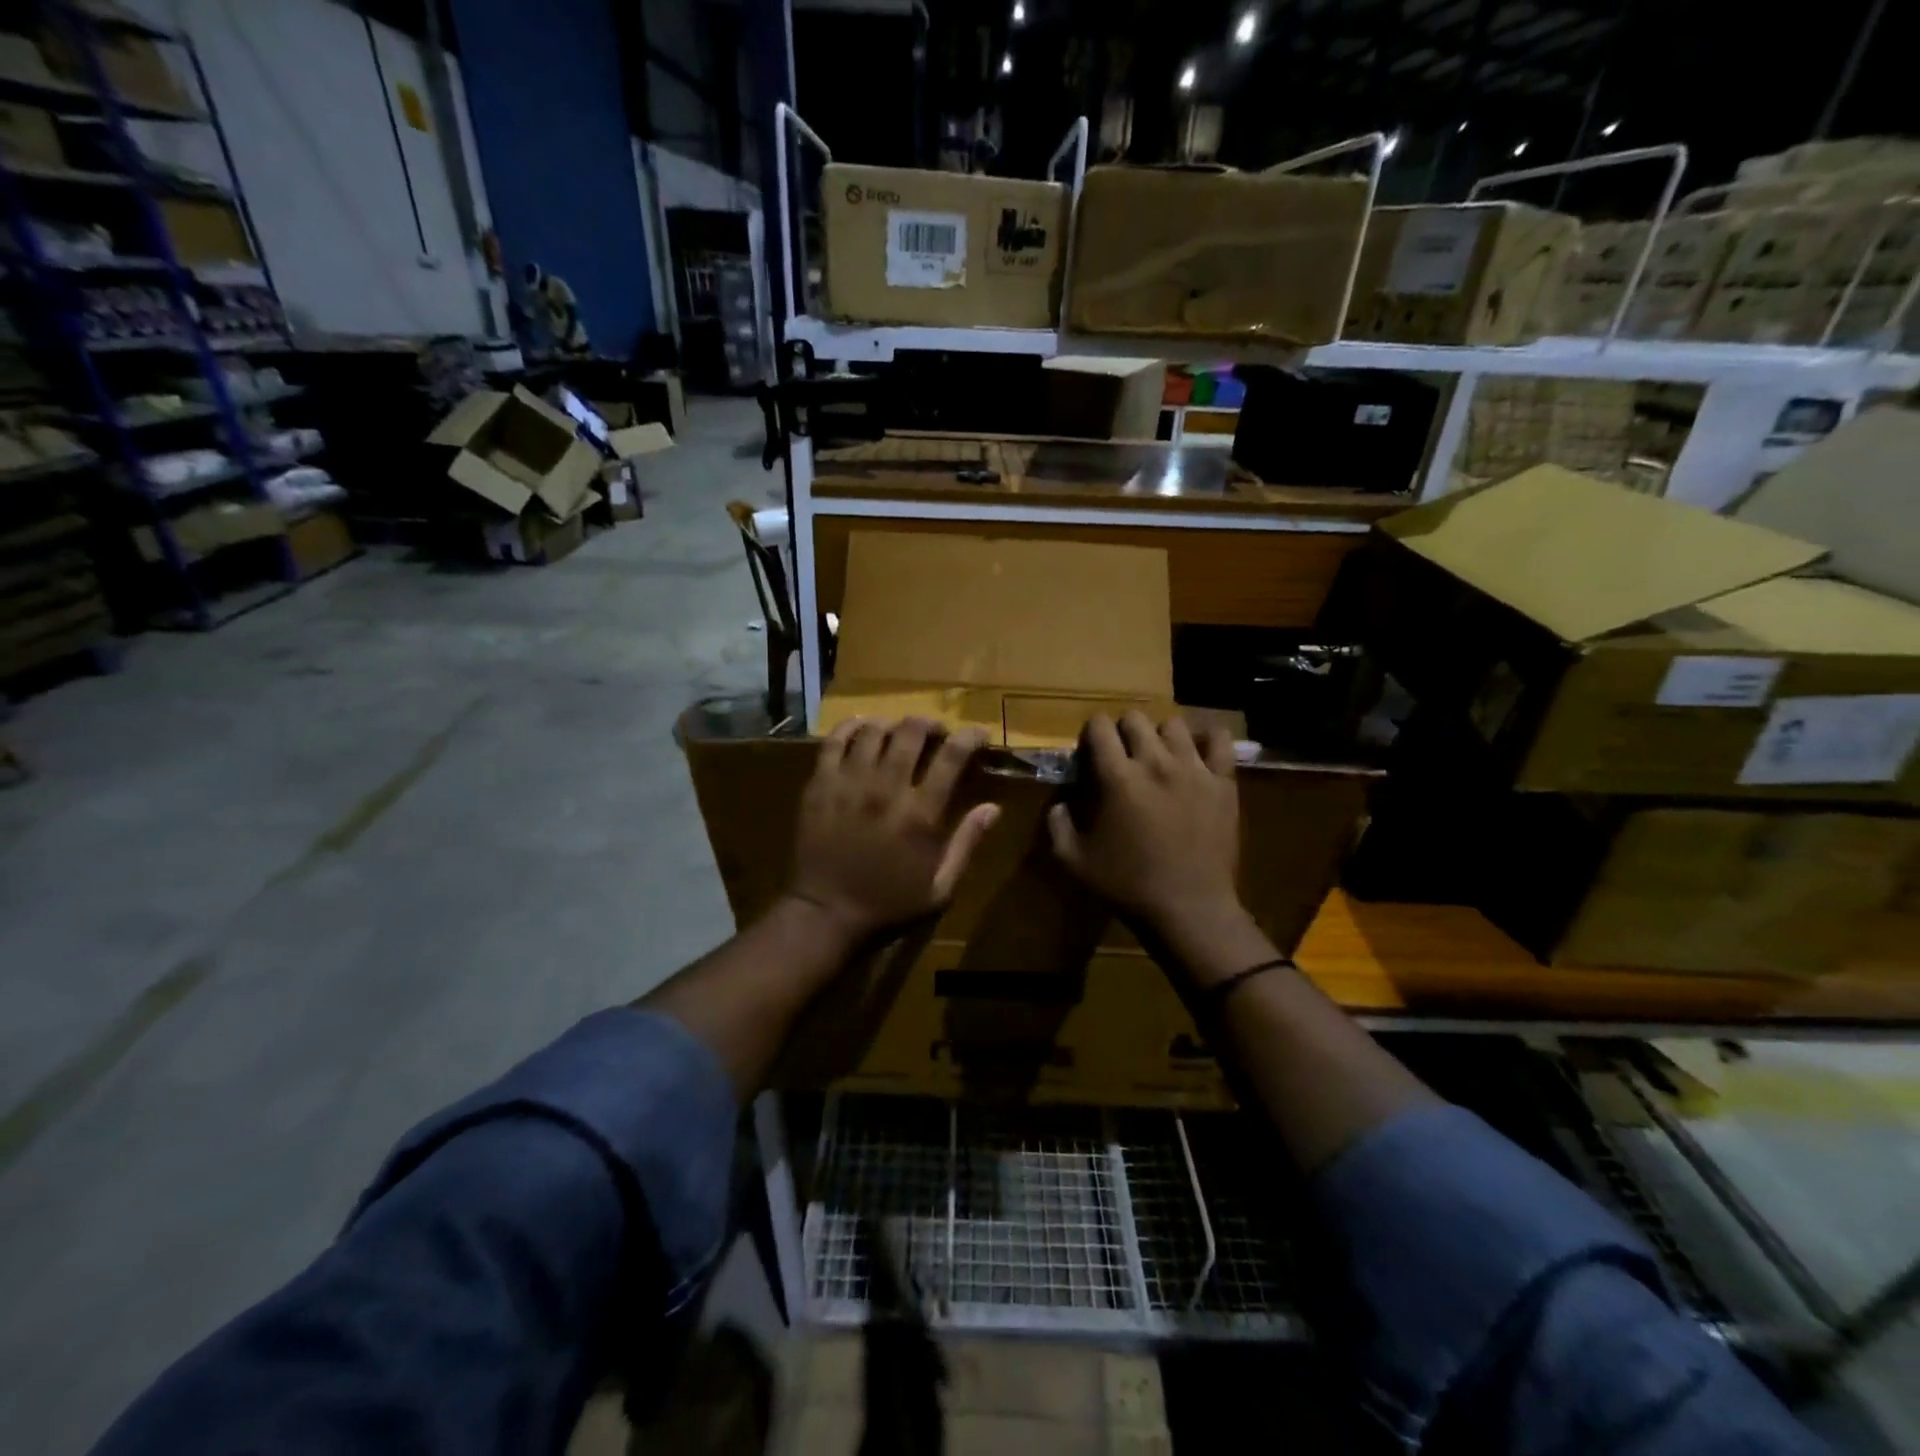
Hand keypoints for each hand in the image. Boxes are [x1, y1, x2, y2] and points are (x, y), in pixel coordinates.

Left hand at [787, 718, 1001, 942]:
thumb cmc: (889, 904)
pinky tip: (862, 730)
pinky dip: (851, 728)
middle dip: (930, 724)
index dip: (970, 736)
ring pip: (873, 730)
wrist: (826, 914)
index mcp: (920, 814)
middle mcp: (885, 788)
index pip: (952, 756)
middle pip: (911, 731)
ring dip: (893, 725)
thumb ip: (967, 843)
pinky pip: (833, 741)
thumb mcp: (940, 888)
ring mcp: (848, 783)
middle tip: (936, 733)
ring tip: (898, 733)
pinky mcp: (819, 785)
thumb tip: (994, 808)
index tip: (978, 734)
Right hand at [1047, 712, 1244, 937]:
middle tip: (1122, 755)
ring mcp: (1193, 769)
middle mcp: (1155, 762)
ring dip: (1160, 734)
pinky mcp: (1223, 782)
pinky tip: (1198, 751)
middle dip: (1123, 730)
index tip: (1091, 751)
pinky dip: (1207, 738)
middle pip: (1136, 719)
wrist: (1189, 909)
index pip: (1099, 727)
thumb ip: (1057, 825)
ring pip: (1174, 724)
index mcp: (1117, 777)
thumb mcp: (1073, 861)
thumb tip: (1059, 804)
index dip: (1091, 733)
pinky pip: (1220, 740)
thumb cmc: (1127, 886)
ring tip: (1159, 755)